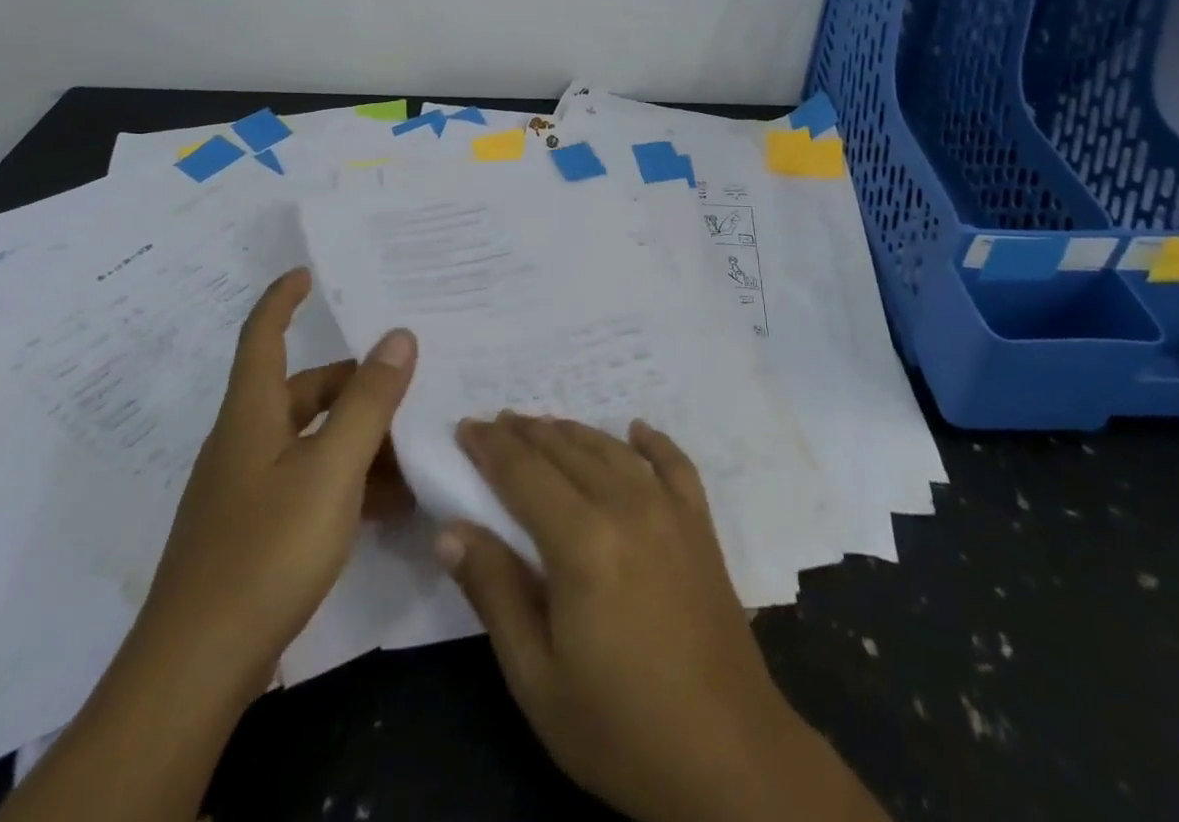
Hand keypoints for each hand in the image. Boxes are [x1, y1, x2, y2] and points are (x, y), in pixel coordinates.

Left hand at [135, 267, 416, 700]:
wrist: (197, 669)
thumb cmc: (265, 550)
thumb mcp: (331, 467)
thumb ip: (369, 401)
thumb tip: (400, 335)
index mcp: (252, 414)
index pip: (262, 337)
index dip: (282, 300)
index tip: (306, 273)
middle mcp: (245, 442)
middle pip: (303, 391)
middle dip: (356, 384)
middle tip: (410, 384)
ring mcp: (248, 490)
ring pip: (313, 440)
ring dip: (361, 438)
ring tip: (415, 447)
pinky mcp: (255, 531)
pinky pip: (311, 484)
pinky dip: (349, 481)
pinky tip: (391, 502)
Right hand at [436, 414, 886, 821]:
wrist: (729, 757)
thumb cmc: (620, 727)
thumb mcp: (537, 677)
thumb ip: (493, 592)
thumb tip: (449, 529)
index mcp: (581, 541)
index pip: (523, 472)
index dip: (491, 446)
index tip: (466, 426)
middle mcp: (626, 506)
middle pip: (565, 451)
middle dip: (525, 433)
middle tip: (496, 421)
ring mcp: (670, 511)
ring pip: (611, 450)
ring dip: (573, 432)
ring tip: (544, 424)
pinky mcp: (701, 526)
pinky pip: (675, 464)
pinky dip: (652, 441)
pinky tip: (636, 428)